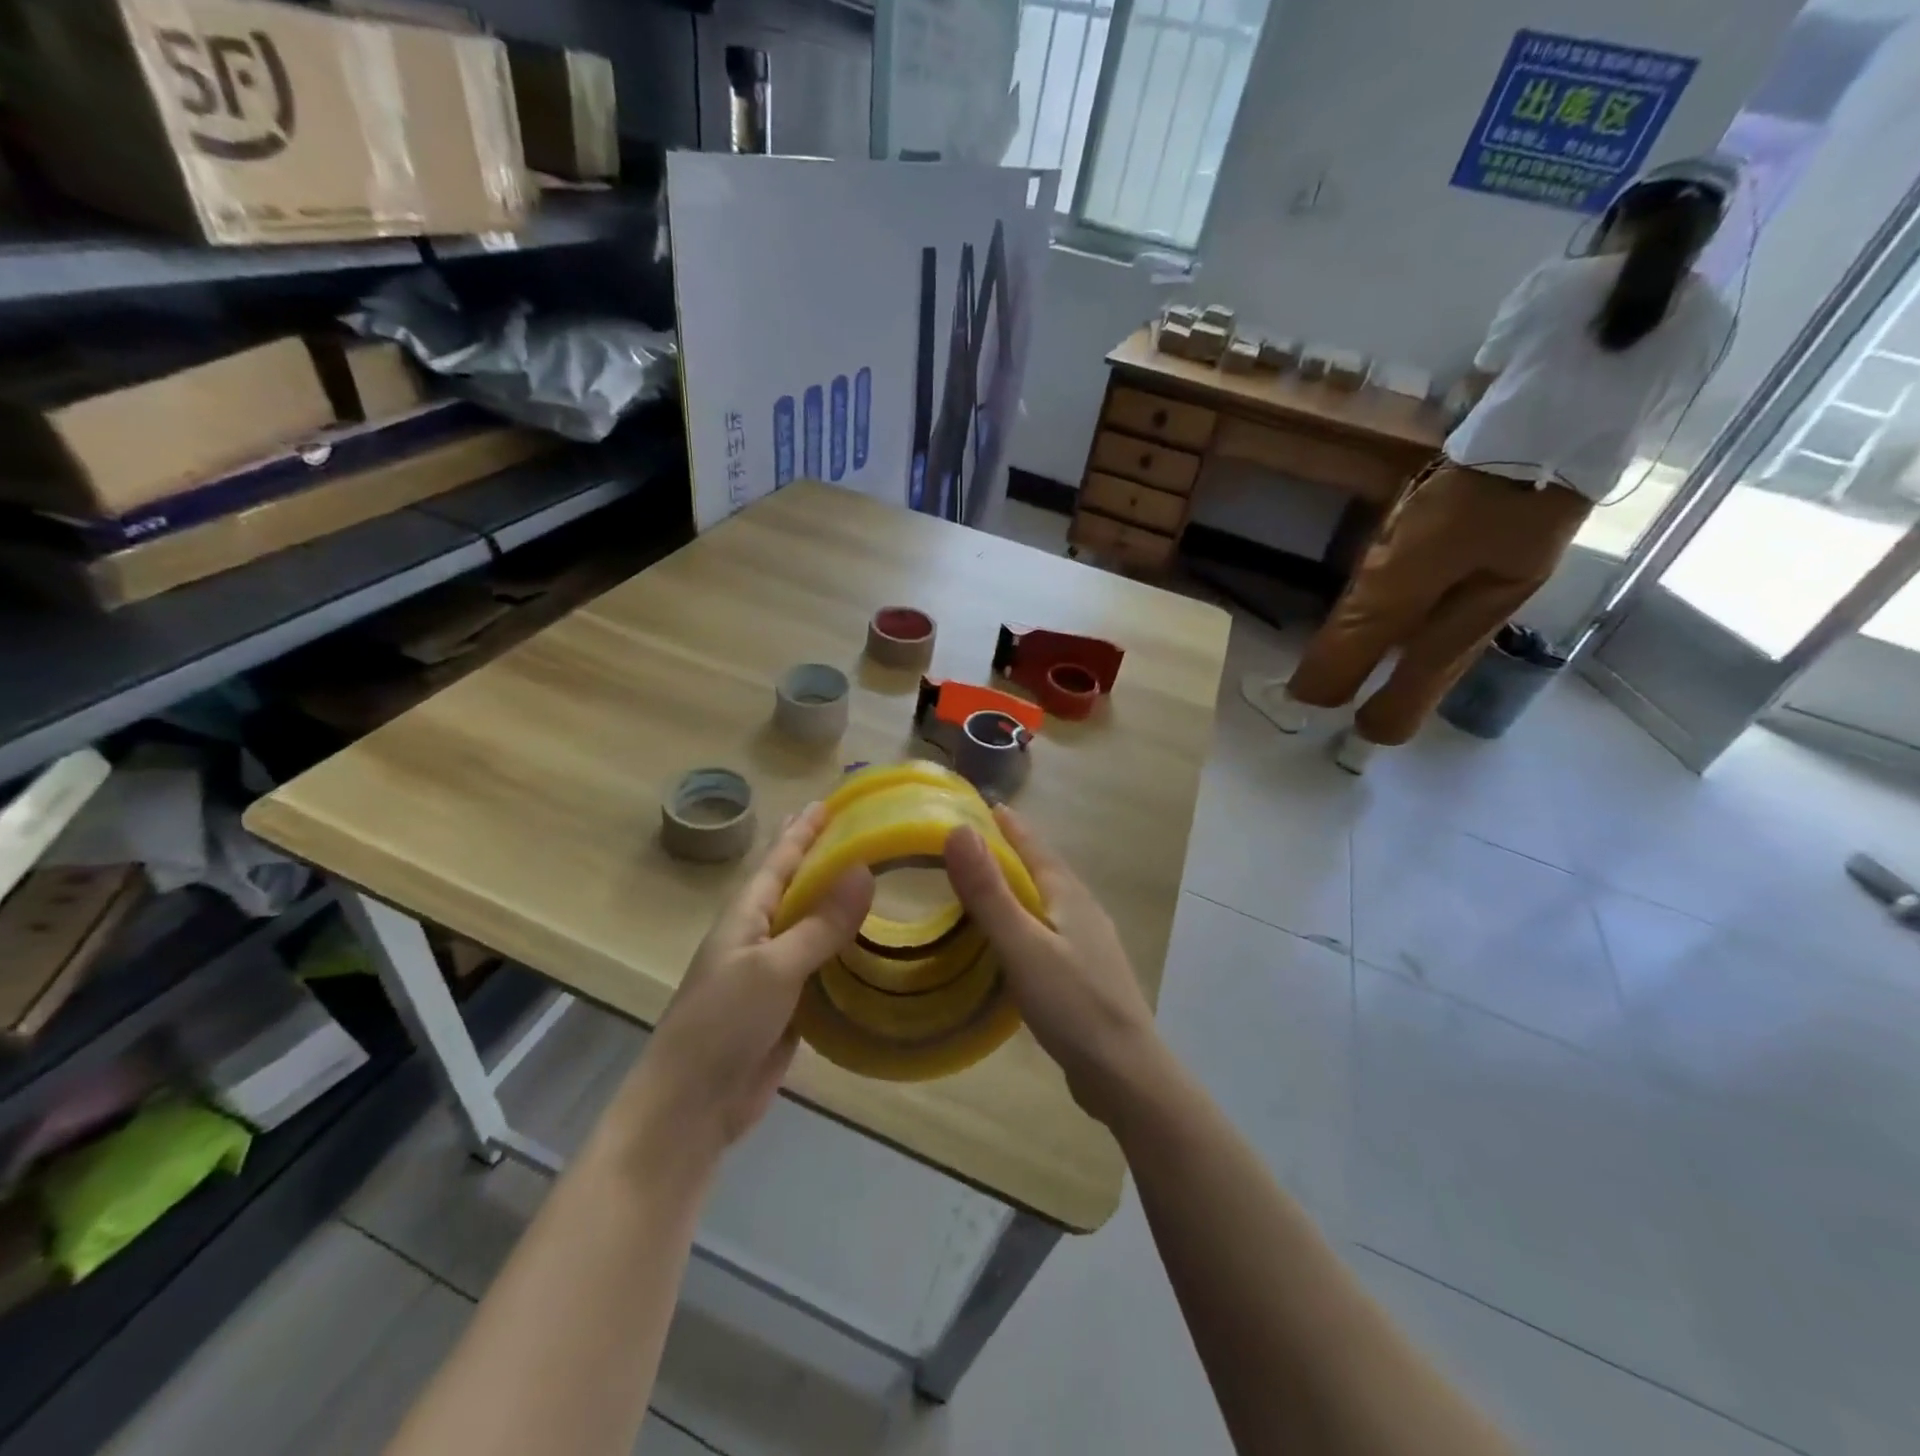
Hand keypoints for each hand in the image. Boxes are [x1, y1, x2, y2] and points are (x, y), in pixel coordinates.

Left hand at [637, 803, 872, 1157]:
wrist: (691, 1108)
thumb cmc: (722, 1024)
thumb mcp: (774, 967)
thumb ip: (820, 923)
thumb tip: (864, 871)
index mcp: (746, 915)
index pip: (779, 860)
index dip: (803, 831)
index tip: (829, 802)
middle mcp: (759, 936)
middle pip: (797, 888)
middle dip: (823, 859)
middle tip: (859, 833)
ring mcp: (773, 974)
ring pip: (814, 928)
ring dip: (841, 906)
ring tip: (877, 883)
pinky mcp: (789, 1007)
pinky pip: (823, 968)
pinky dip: (847, 953)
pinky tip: (873, 947)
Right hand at [944, 808, 1160, 1127]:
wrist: (1125, 1071)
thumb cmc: (1071, 1003)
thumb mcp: (1021, 944)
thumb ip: (989, 892)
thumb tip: (959, 831)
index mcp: (1068, 895)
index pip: (1035, 846)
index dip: (1010, 826)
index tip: (986, 805)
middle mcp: (1083, 910)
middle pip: (1045, 869)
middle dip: (1014, 851)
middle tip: (976, 843)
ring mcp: (1089, 943)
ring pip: (1049, 901)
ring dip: (1021, 887)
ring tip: (989, 886)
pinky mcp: (1087, 973)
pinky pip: (1050, 930)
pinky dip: (1027, 920)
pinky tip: (1014, 940)